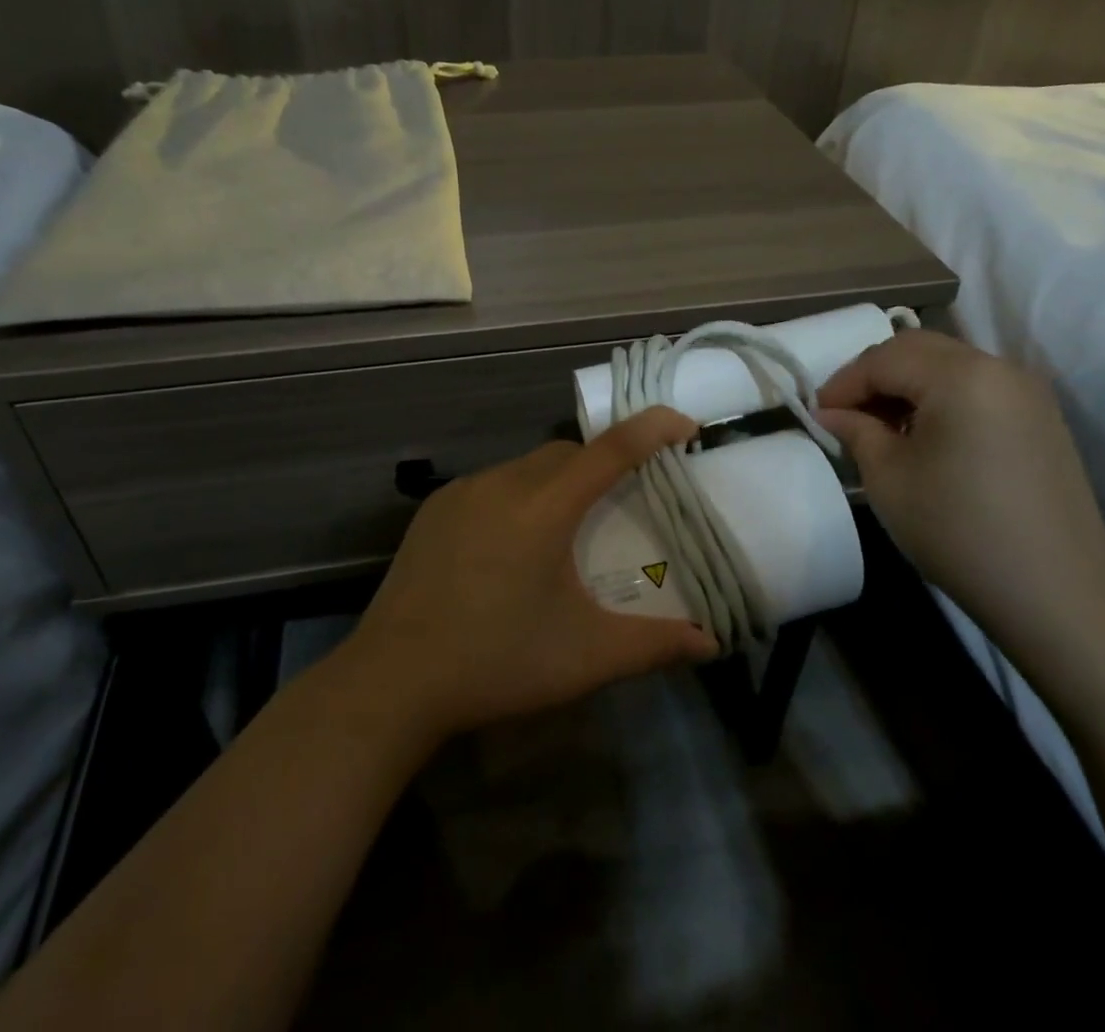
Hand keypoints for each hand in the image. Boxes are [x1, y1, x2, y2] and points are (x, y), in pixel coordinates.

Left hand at [337, 407, 718, 742]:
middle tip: (621, 503)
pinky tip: (510, 545)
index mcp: (544, 507)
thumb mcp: (586, 656)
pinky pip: (491, 484)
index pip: (611, 449)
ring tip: (563, 532)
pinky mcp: (435, 508)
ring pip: (527, 466)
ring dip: (556, 482)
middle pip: (567, 452)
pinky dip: (517, 496)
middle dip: (601, 463)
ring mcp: (463, 492)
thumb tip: (711, 644)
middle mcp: (503, 483)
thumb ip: (654, 645)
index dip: (652, 429)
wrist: (393, 679)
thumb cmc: (498, 662)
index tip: (685, 425)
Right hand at [816, 329, 1104, 653]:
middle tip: (845, 414)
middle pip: (917, 349)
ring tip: (880, 426)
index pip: (882, 358)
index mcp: (960, 375)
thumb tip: (831, 414)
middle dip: (873, 375)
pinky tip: (923, 437)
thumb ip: (855, 431)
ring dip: (906, 384)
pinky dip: (939, 397)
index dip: (842, 383)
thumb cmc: (959, 530)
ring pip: (948, 364)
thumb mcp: (888, 478)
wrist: (1058, 595)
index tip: (817, 415)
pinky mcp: (1040, 419)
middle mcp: (998, 368)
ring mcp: (1026, 392)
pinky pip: (975, 387)